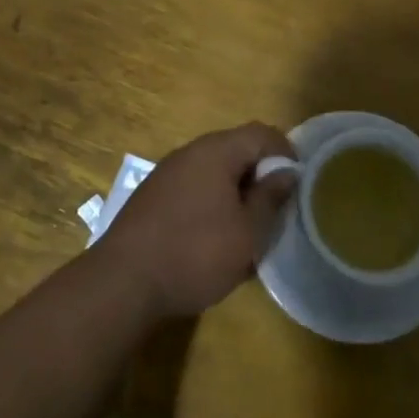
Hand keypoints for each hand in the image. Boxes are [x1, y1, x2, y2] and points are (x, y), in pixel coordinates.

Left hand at [96, 123, 296, 318]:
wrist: (122, 284)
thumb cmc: (195, 253)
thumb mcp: (247, 233)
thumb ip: (271, 198)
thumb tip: (287, 172)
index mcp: (216, 151)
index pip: (261, 133)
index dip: (286, 153)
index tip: (296, 185)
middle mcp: (190, 152)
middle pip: (236, 150)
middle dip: (259, 176)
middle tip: (273, 211)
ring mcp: (167, 173)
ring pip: (214, 171)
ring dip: (235, 192)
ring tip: (245, 229)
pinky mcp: (152, 197)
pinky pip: (193, 188)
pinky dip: (210, 204)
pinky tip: (211, 239)